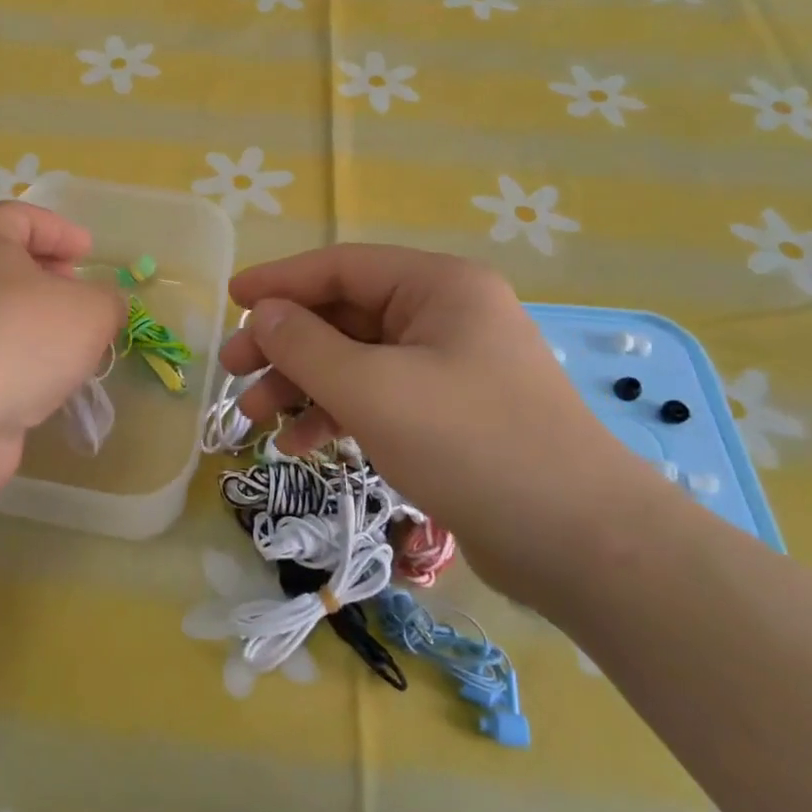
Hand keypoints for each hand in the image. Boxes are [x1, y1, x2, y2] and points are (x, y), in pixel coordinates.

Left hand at [0, 203, 124, 496]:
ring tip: (76, 346)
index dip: (60, 231)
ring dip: (39, 324)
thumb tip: (103, 308)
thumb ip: (108, 301)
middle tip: (82, 297)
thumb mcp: (90, 310)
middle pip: (7, 264)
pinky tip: (50, 382)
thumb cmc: (21, 338)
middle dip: (51, 278)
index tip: (89, 254)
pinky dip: (21, 360)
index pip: (20, 216)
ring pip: (0, 312)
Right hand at [222, 245, 670, 607]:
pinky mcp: (449, 414)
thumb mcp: (372, 389)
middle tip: (231, 371)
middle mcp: (445, 315)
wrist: (581, 544)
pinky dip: (336, 414)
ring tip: (255, 419)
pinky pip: (378, 397)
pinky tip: (300, 444)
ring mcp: (449, 366)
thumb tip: (261, 313)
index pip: (340, 267)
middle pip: (344, 315)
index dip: (279, 281)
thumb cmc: (471, 445)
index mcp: (438, 287)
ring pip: (355, 360)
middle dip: (284, 344)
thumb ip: (305, 345)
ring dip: (303, 385)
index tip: (230, 299)